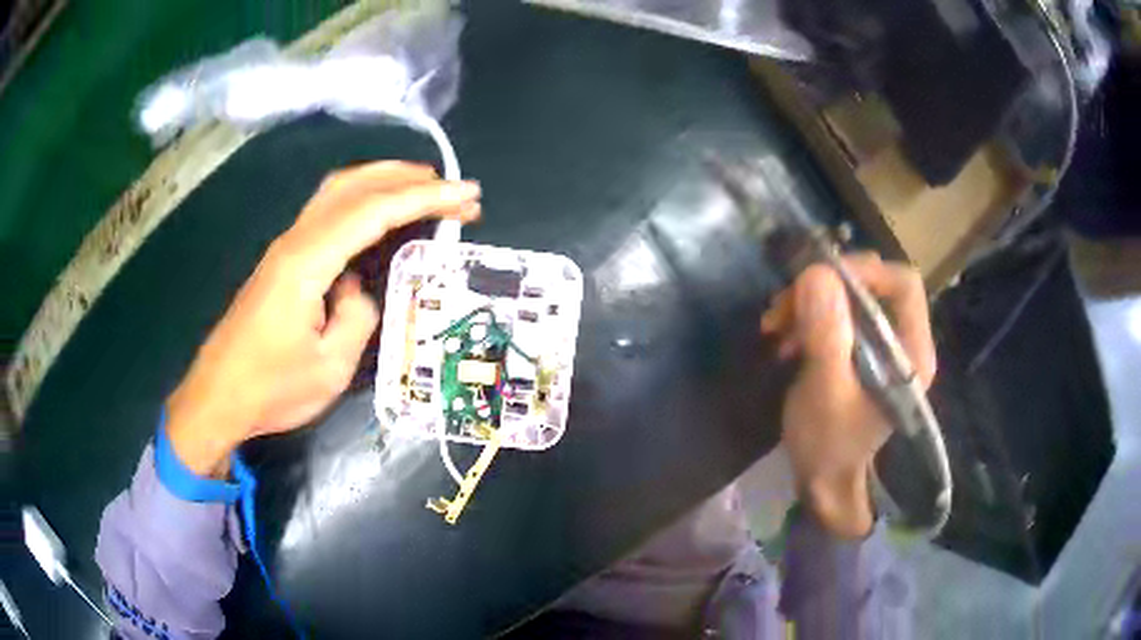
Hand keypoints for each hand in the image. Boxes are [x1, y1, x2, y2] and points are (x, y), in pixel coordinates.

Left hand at [166, 162, 481, 477]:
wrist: (217, 397)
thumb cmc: (270, 388)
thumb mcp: (330, 367)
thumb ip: (357, 316)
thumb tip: (357, 290)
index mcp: (307, 261)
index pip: (374, 211)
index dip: (424, 198)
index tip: (467, 195)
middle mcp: (295, 240)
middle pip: (354, 185)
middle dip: (407, 177)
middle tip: (452, 188)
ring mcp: (286, 247)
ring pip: (337, 191)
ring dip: (383, 180)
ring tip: (423, 189)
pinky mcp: (282, 260)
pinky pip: (327, 211)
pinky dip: (361, 199)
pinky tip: (378, 215)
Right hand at [760, 253, 935, 537]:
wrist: (822, 482)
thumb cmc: (829, 445)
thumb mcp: (825, 392)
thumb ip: (826, 334)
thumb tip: (816, 272)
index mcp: (912, 352)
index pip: (902, 284)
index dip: (864, 271)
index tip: (817, 280)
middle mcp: (902, 340)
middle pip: (873, 284)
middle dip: (826, 288)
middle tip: (784, 305)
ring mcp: (880, 344)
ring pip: (849, 296)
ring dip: (809, 302)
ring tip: (776, 326)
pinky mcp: (858, 350)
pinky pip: (835, 314)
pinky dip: (806, 317)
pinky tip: (785, 338)